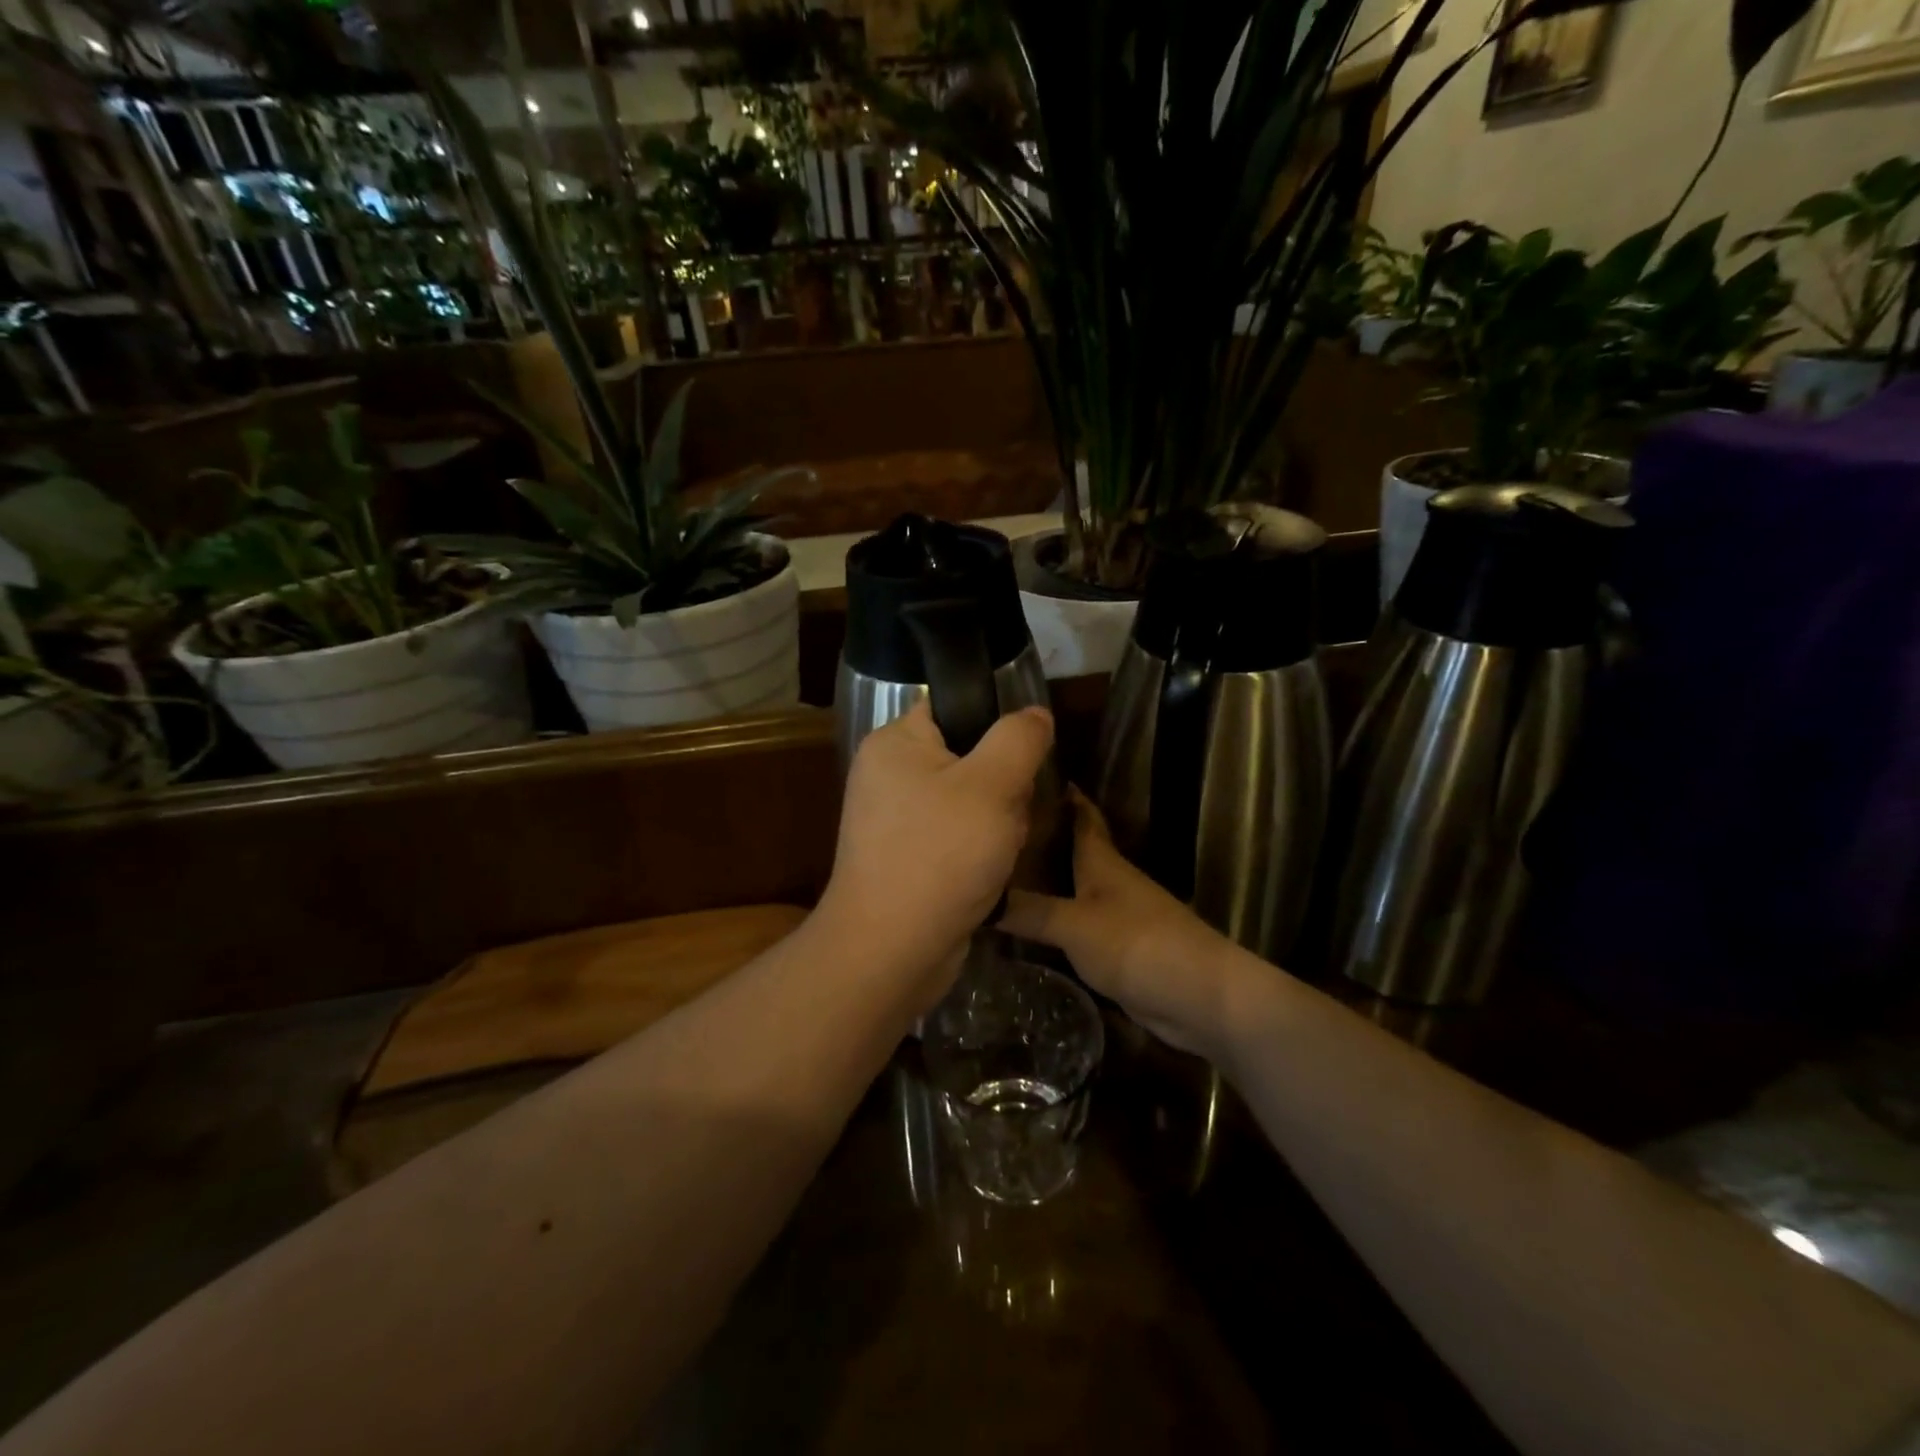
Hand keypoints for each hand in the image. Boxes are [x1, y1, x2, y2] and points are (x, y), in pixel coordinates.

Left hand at [818, 701, 1054, 998]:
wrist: (891, 951)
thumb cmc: (939, 855)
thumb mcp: (992, 785)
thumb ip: (1019, 739)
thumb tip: (1035, 714)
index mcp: (896, 743)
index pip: (957, 710)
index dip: (996, 734)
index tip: (1016, 767)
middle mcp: (890, 776)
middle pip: (973, 760)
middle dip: (1003, 792)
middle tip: (1003, 821)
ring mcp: (897, 821)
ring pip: (973, 805)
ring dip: (998, 829)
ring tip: (996, 855)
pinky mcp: (909, 859)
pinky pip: (959, 840)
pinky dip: (979, 857)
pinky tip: (986, 877)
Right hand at [1000, 790, 1245, 1059]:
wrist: (1199, 996)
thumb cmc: (1139, 944)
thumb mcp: (1075, 924)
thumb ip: (1029, 911)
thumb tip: (978, 896)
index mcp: (1103, 861)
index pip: (1081, 815)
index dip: (1061, 794)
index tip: (1027, 777)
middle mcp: (1109, 881)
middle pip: (1072, 849)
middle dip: (1039, 837)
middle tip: (993, 830)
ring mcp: (1116, 915)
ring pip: (1072, 886)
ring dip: (1043, 879)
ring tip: (999, 873)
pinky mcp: (1117, 948)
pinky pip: (1075, 922)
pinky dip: (1052, 917)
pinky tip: (1025, 923)